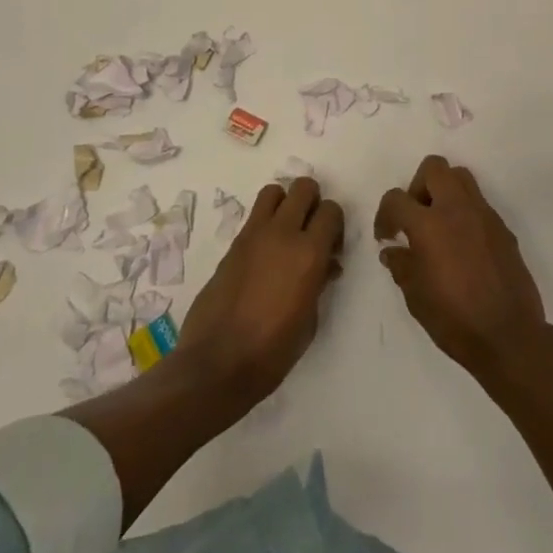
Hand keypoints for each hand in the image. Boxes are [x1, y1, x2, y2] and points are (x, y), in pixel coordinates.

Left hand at [179, 177, 343, 402]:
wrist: (217, 365)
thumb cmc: (273, 351)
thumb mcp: (310, 320)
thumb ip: (319, 282)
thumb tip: (325, 266)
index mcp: (309, 253)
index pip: (331, 210)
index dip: (335, 224)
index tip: (332, 246)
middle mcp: (283, 234)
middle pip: (303, 188)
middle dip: (312, 202)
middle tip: (311, 230)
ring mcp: (254, 236)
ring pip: (274, 191)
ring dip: (284, 204)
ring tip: (285, 232)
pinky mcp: (232, 245)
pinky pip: (254, 217)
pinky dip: (264, 223)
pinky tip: (264, 254)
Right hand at [376, 157, 548, 376]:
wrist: (509, 335)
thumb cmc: (454, 319)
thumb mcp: (416, 297)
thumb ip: (402, 265)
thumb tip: (393, 250)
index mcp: (429, 225)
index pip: (397, 198)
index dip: (384, 215)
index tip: (386, 236)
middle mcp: (457, 209)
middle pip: (434, 168)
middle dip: (418, 186)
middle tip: (415, 218)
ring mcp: (484, 215)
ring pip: (461, 177)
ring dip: (444, 192)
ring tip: (438, 225)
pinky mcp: (502, 227)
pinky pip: (479, 203)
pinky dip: (465, 212)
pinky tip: (462, 245)